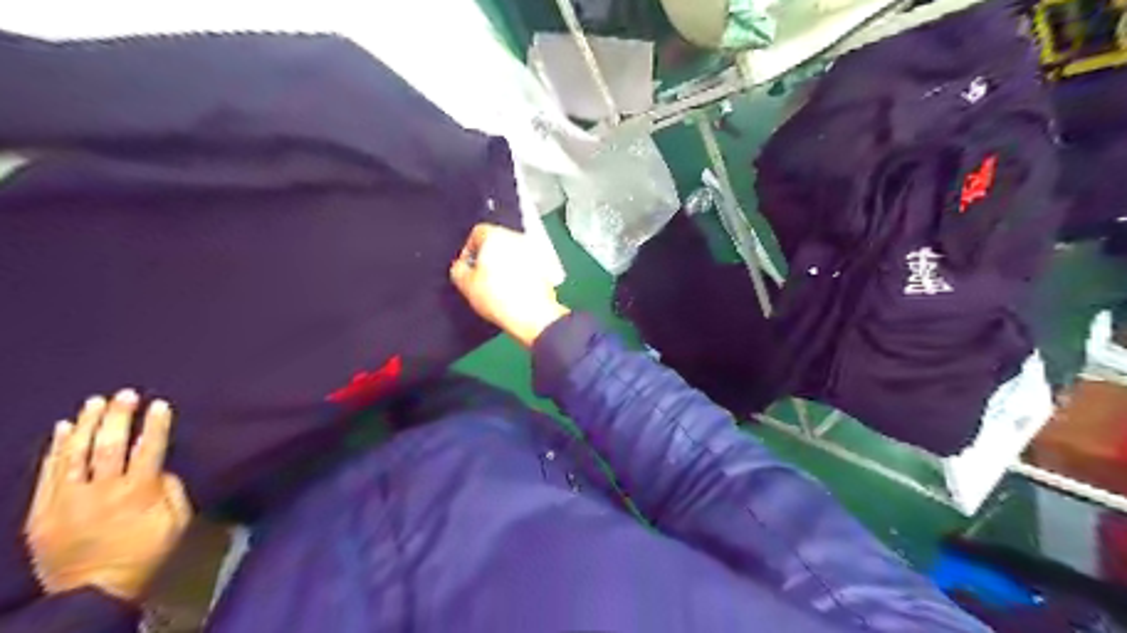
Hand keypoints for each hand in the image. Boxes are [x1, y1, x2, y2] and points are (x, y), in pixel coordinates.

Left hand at [23, 392, 188, 604]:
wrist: (93, 591)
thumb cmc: (146, 553)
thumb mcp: (177, 522)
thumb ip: (172, 490)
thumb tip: (160, 469)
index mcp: (139, 493)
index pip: (149, 449)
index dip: (155, 425)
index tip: (160, 404)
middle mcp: (102, 491)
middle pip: (109, 446)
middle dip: (118, 417)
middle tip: (125, 395)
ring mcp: (67, 501)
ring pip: (74, 455)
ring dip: (86, 425)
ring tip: (95, 402)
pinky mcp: (42, 512)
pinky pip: (48, 474)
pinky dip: (54, 449)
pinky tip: (62, 429)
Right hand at [453, 226, 572, 348]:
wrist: (532, 316)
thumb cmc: (500, 298)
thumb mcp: (465, 285)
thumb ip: (458, 269)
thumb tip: (461, 267)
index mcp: (496, 235)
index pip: (477, 232)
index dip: (468, 250)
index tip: (467, 266)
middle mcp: (517, 238)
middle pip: (497, 241)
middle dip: (487, 257)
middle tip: (481, 278)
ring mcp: (534, 252)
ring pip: (512, 254)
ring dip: (504, 266)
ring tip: (497, 287)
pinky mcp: (545, 267)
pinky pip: (526, 266)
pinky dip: (519, 274)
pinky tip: (513, 291)